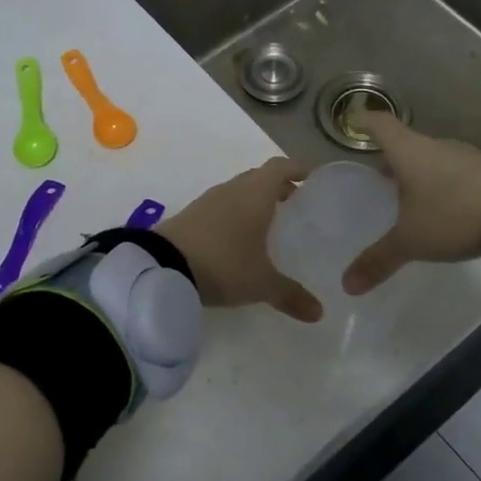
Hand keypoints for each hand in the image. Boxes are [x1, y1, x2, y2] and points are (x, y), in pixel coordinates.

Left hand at [157, 157, 323, 322]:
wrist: (162, 266)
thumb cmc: (224, 263)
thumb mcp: (261, 283)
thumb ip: (290, 295)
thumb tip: (318, 313)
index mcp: (256, 193)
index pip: (281, 167)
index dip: (298, 169)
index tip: (313, 178)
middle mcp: (233, 189)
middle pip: (260, 177)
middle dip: (279, 187)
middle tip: (296, 205)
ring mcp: (208, 201)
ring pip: (238, 191)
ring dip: (254, 201)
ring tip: (269, 224)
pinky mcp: (190, 216)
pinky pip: (221, 207)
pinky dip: (235, 215)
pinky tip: (239, 239)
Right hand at [342, 114, 480, 294]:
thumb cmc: (454, 215)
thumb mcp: (412, 241)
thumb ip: (379, 260)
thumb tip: (347, 285)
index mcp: (410, 152)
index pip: (380, 125)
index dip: (364, 122)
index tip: (352, 122)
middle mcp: (436, 148)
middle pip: (406, 145)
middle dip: (390, 159)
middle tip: (376, 178)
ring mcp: (466, 158)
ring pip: (431, 160)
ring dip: (417, 173)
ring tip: (407, 197)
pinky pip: (454, 173)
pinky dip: (441, 185)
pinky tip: (442, 209)